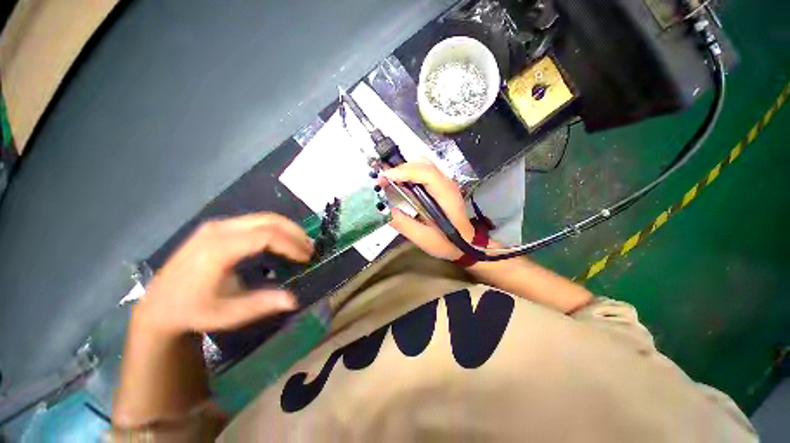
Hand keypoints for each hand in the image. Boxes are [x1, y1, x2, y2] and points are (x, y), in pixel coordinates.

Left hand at [135, 213, 312, 336]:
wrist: (159, 305)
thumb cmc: (193, 311)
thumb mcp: (227, 314)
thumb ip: (262, 304)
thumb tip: (294, 300)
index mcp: (219, 249)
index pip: (266, 235)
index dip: (291, 244)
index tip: (306, 258)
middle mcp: (218, 230)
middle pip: (268, 220)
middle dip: (294, 232)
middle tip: (310, 248)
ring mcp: (217, 226)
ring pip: (263, 217)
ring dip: (287, 228)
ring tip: (301, 244)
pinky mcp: (218, 227)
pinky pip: (254, 221)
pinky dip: (275, 229)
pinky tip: (282, 241)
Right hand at [379, 159, 473, 259]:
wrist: (466, 243)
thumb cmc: (447, 242)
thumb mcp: (423, 238)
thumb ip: (403, 223)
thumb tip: (383, 209)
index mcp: (446, 195)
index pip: (426, 173)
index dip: (404, 172)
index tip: (384, 178)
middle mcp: (447, 183)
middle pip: (423, 163)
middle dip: (400, 168)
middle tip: (383, 180)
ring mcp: (444, 182)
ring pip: (422, 164)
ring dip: (403, 169)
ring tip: (389, 181)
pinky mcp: (440, 184)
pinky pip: (422, 171)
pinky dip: (408, 173)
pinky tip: (399, 183)